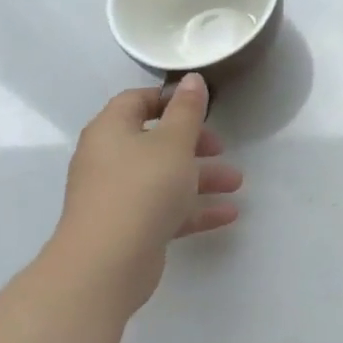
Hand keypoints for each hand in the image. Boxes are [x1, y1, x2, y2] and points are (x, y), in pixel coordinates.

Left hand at [49, 76, 242, 313]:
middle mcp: (109, 159)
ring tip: (236, 184)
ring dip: (201, 178)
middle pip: (155, 141)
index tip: (201, 106)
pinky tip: (228, 214)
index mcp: (111, 131)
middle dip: (194, 144)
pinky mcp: (129, 227)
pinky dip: (194, 208)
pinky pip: (165, 209)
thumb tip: (191, 78)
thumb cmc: (142, 189)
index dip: (168, 99)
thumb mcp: (174, 142)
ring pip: (164, 177)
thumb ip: (187, 110)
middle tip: (220, 147)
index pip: (136, 101)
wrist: (106, 264)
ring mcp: (117, 196)